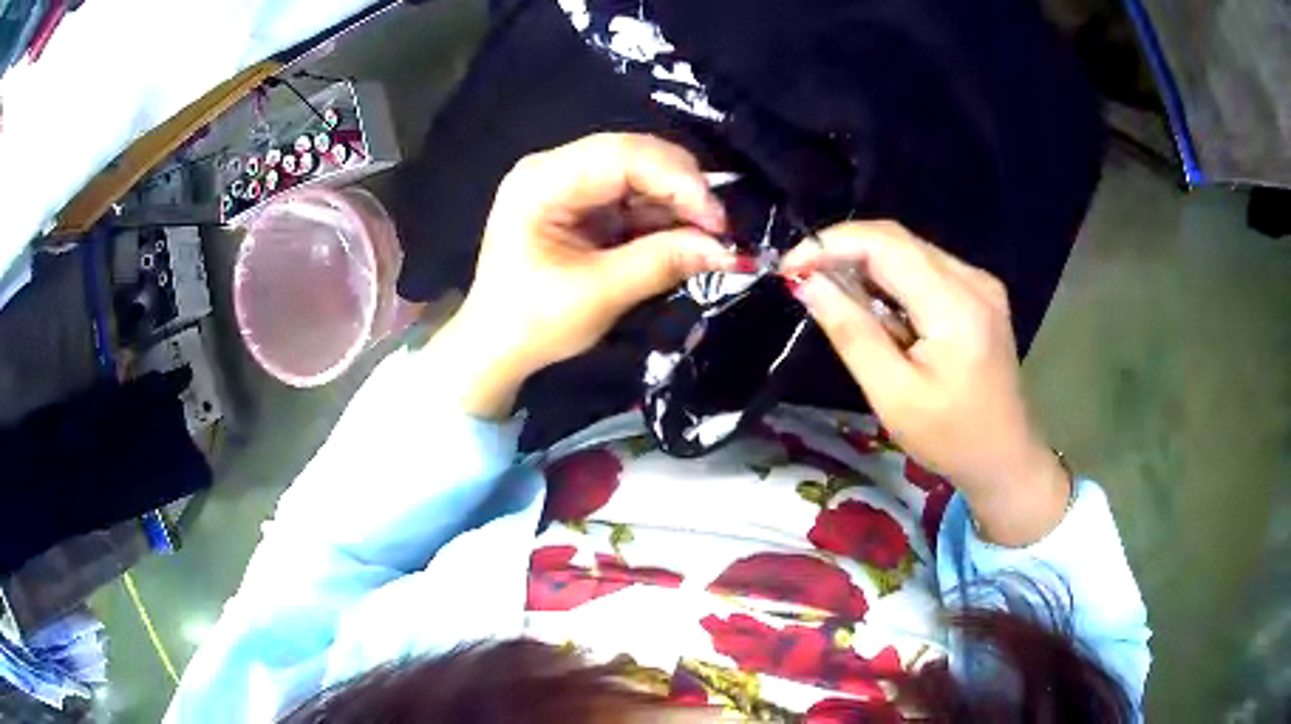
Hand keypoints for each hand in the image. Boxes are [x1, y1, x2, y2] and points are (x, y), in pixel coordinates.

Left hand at [432, 134, 736, 418]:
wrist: (496, 348)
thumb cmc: (532, 323)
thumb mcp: (599, 294)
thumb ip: (662, 262)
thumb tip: (729, 249)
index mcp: (541, 182)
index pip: (620, 156)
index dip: (677, 180)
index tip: (717, 220)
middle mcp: (554, 169)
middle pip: (633, 156)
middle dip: (682, 187)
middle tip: (720, 227)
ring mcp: (569, 184)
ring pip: (640, 174)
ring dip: (677, 202)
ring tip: (709, 236)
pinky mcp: (583, 204)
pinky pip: (634, 196)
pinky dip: (663, 215)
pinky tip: (685, 236)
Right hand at [781, 222, 1069, 545]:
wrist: (1006, 458)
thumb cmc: (950, 438)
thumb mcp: (893, 395)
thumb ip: (851, 333)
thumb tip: (807, 285)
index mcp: (955, 306)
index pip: (885, 244)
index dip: (831, 244)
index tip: (789, 268)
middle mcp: (972, 279)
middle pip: (897, 240)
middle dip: (844, 252)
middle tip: (803, 281)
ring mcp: (980, 283)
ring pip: (909, 251)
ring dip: (865, 266)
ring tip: (833, 297)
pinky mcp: (979, 293)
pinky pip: (925, 269)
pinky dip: (891, 280)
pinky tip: (875, 308)